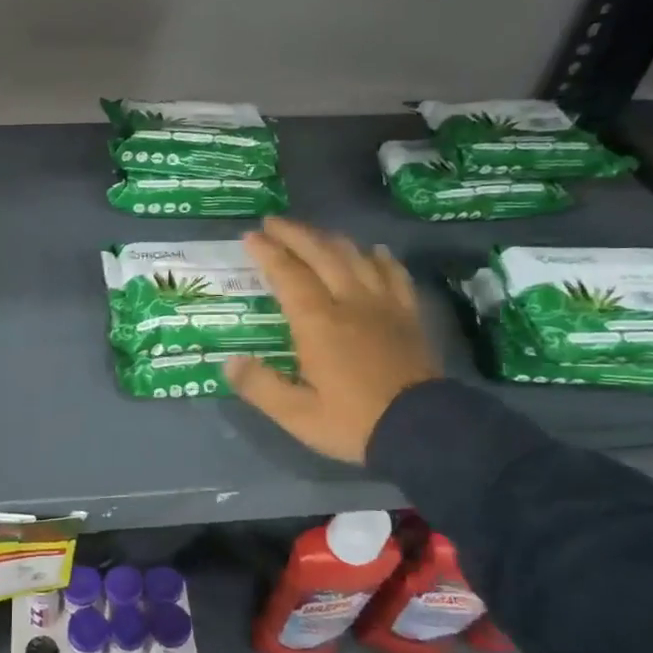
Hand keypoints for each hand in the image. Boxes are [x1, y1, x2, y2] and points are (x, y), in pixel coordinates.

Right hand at [224, 216, 441, 463]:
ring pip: (356, 256)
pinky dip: (379, 257)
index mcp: (318, 322)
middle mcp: (349, 302)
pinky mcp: (408, 315)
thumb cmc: (354, 422)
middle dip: (295, 234)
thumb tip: (229, 362)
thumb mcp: (297, 414)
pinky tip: (374, 252)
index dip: (268, 252)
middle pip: (321, 254)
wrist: (423, 430)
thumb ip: (260, 386)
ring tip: (314, 234)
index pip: (288, 274)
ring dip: (331, 239)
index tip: (250, 236)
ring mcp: (383, 305)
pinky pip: (394, 273)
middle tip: (274, 222)